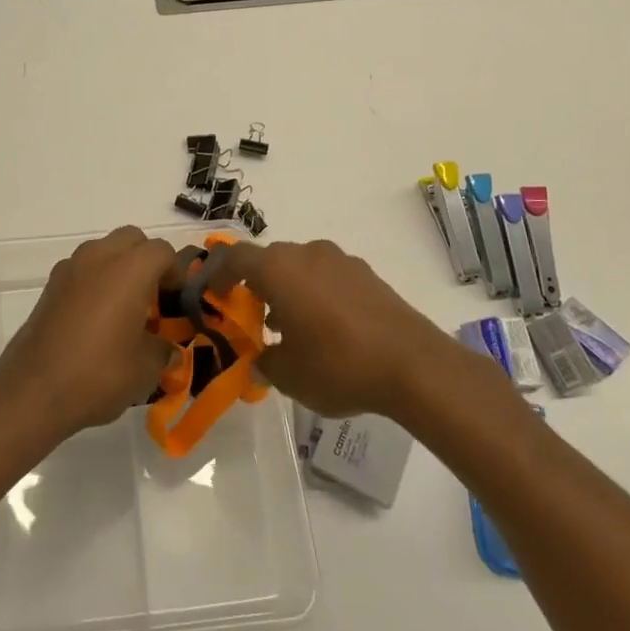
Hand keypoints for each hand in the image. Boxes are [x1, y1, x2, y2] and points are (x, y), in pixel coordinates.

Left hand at [0, 226, 174, 443]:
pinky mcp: (50, 285)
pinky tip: (96, 318)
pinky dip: (96, 281)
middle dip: (147, 260)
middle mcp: (99, 257)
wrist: (32, 390)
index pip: (163, 251)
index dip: (177, 272)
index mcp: (130, 269)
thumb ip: (164, 349)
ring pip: (104, 250)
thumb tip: (167, 347)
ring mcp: (70, 268)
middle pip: (132, 239)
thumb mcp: (145, 369)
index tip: (177, 300)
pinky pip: (83, 269)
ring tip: (124, 307)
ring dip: (119, 267)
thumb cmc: (98, 374)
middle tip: (153, 296)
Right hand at [215, 238, 492, 418]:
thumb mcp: (288, 376)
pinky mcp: (368, 275)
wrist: (413, 365)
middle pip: (271, 260)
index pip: (236, 257)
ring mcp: (341, 261)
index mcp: (279, 269)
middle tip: (256, 318)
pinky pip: (330, 277)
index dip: (220, 273)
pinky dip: (320, 294)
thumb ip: (265, 363)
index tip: (216, 295)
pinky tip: (330, 330)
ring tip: (294, 329)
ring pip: (302, 267)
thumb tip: (260, 361)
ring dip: (291, 290)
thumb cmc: (337, 365)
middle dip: (259, 285)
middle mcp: (307, 254)